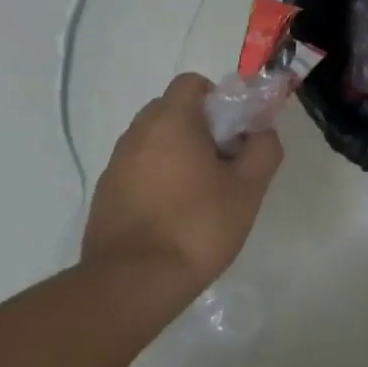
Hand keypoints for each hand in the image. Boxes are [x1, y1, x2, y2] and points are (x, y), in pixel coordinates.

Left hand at [82, 74, 282, 300]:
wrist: (133, 283)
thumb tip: (262, 132)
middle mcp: (137, 133)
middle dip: (199, 127)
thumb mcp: (247, 189)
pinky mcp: (104, 195)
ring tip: (199, 194)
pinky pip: (137, 170)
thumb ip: (263, 150)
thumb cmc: (197, 226)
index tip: (233, 131)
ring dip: (177, 154)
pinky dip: (156, 179)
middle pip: (171, 110)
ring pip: (153, 142)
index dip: (217, 99)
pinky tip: (172, 216)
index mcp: (170, 121)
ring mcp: (115, 165)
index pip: (191, 83)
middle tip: (223, 162)